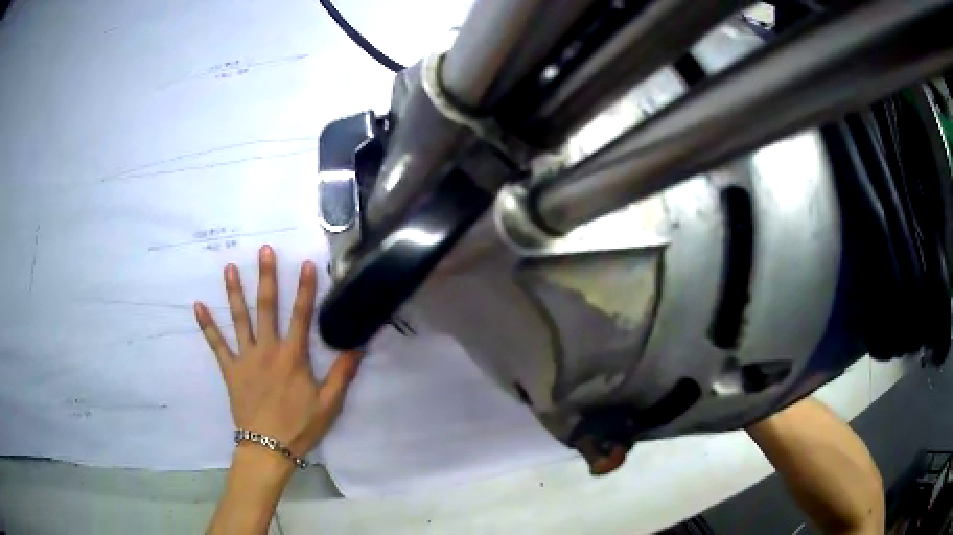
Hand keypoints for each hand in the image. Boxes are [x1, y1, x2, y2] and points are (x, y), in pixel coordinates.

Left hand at [194, 245, 360, 457]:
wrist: (268, 448)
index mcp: (293, 356)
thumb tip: (358, 346)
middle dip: (267, 277)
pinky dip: (207, 326)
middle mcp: (267, 349)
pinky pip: (216, 344)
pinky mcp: (230, 370)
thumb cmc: (300, 426)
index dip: (305, 289)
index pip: (301, 315)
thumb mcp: (329, 403)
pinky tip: (197, 306)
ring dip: (234, 292)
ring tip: (229, 268)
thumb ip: (342, 374)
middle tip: (264, 250)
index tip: (306, 264)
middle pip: (267, 307)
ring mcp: (245, 358)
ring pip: (239, 319)